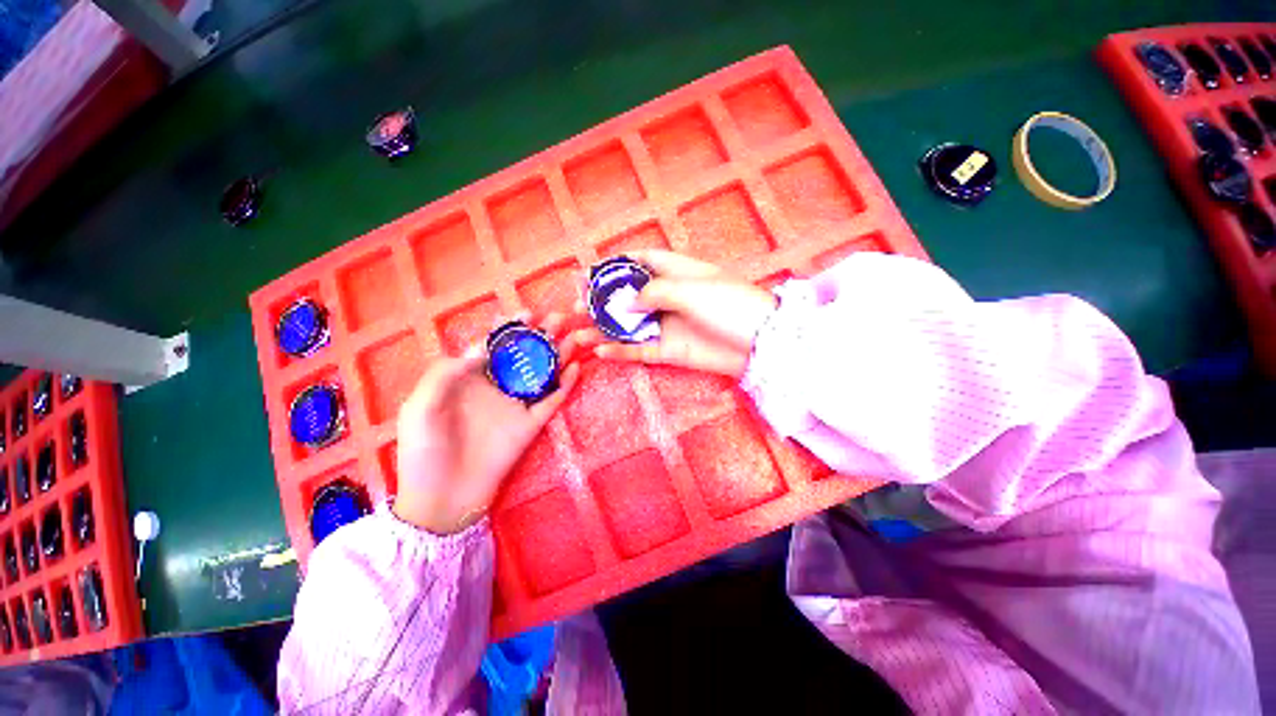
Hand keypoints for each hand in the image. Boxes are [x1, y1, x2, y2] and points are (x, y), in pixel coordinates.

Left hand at [392, 314, 580, 534]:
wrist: (442, 498)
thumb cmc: (424, 452)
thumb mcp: (419, 408)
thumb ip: (443, 375)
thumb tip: (480, 349)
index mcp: (469, 379)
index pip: (494, 345)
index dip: (510, 328)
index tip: (525, 314)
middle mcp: (496, 387)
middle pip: (523, 354)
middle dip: (541, 335)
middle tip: (559, 319)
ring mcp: (516, 405)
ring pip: (542, 374)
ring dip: (559, 355)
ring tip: (574, 337)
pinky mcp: (530, 424)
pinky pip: (552, 401)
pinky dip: (565, 385)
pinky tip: (576, 369)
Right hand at [576, 250, 777, 377]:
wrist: (759, 344)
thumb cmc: (729, 304)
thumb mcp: (691, 288)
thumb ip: (654, 292)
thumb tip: (626, 302)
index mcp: (677, 272)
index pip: (641, 261)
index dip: (615, 264)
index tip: (589, 271)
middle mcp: (669, 297)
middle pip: (628, 296)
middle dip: (602, 299)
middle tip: (577, 305)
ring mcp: (668, 325)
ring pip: (629, 326)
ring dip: (604, 328)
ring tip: (578, 331)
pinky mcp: (670, 350)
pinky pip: (639, 350)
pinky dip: (620, 351)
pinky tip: (600, 351)